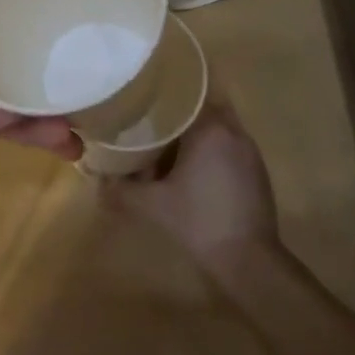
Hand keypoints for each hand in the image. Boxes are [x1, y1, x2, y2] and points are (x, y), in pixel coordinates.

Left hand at [0, 0, 81, 158]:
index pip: (11, 16)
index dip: (46, 22)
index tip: (87, 27)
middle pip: (13, 64)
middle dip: (51, 79)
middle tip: (97, 88)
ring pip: (5, 104)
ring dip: (43, 117)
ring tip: (85, 129)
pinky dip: (17, 132)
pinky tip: (56, 137)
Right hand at [97, 100, 281, 264]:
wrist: (248, 260)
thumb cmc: (198, 222)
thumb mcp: (151, 204)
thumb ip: (120, 188)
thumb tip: (97, 179)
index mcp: (209, 129)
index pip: (186, 93)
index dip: (164, 93)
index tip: (144, 96)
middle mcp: (233, 131)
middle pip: (202, 106)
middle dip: (179, 112)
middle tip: (151, 120)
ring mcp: (249, 150)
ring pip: (217, 125)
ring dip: (195, 131)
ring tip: (166, 143)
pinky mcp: (257, 169)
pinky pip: (229, 144)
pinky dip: (210, 148)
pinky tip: (191, 168)